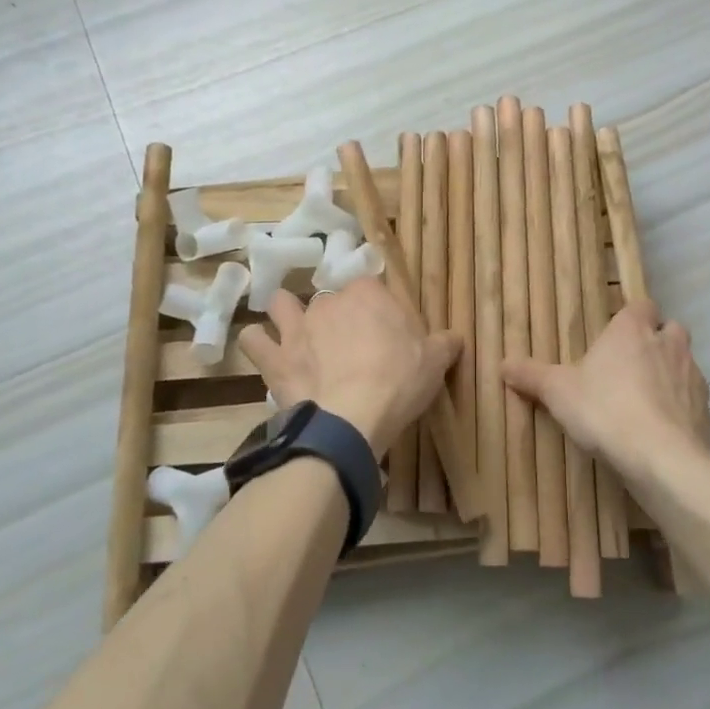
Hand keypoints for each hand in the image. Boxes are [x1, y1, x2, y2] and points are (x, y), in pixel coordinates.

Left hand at [240, 278, 461, 458]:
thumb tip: (455, 337)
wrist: (352, 418)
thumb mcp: (434, 362)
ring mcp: (297, 327)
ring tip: (297, 336)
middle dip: (336, 317)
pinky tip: (266, 353)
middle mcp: (328, 301)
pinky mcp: (275, 357)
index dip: (376, 310)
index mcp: (368, 294)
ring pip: (283, 305)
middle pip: (330, 299)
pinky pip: (254, 339)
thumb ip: (445, 344)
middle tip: (349, 346)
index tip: (385, 334)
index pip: (371, 289)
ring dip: (287, 315)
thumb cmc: (398, 382)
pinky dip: (258, 344)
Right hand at [503, 300, 709, 484]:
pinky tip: (661, 429)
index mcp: (632, 330)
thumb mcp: (557, 392)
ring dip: (671, 375)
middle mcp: (667, 344)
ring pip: (686, 363)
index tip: (618, 333)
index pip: (642, 305)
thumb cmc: (605, 410)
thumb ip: (531, 376)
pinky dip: (681, 409)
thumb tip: (503, 364)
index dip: (633, 316)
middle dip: (657, 341)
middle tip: (632, 364)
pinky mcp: (706, 412)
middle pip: (671, 329)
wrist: (661, 458)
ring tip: (646, 400)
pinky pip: (693, 401)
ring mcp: (692, 377)